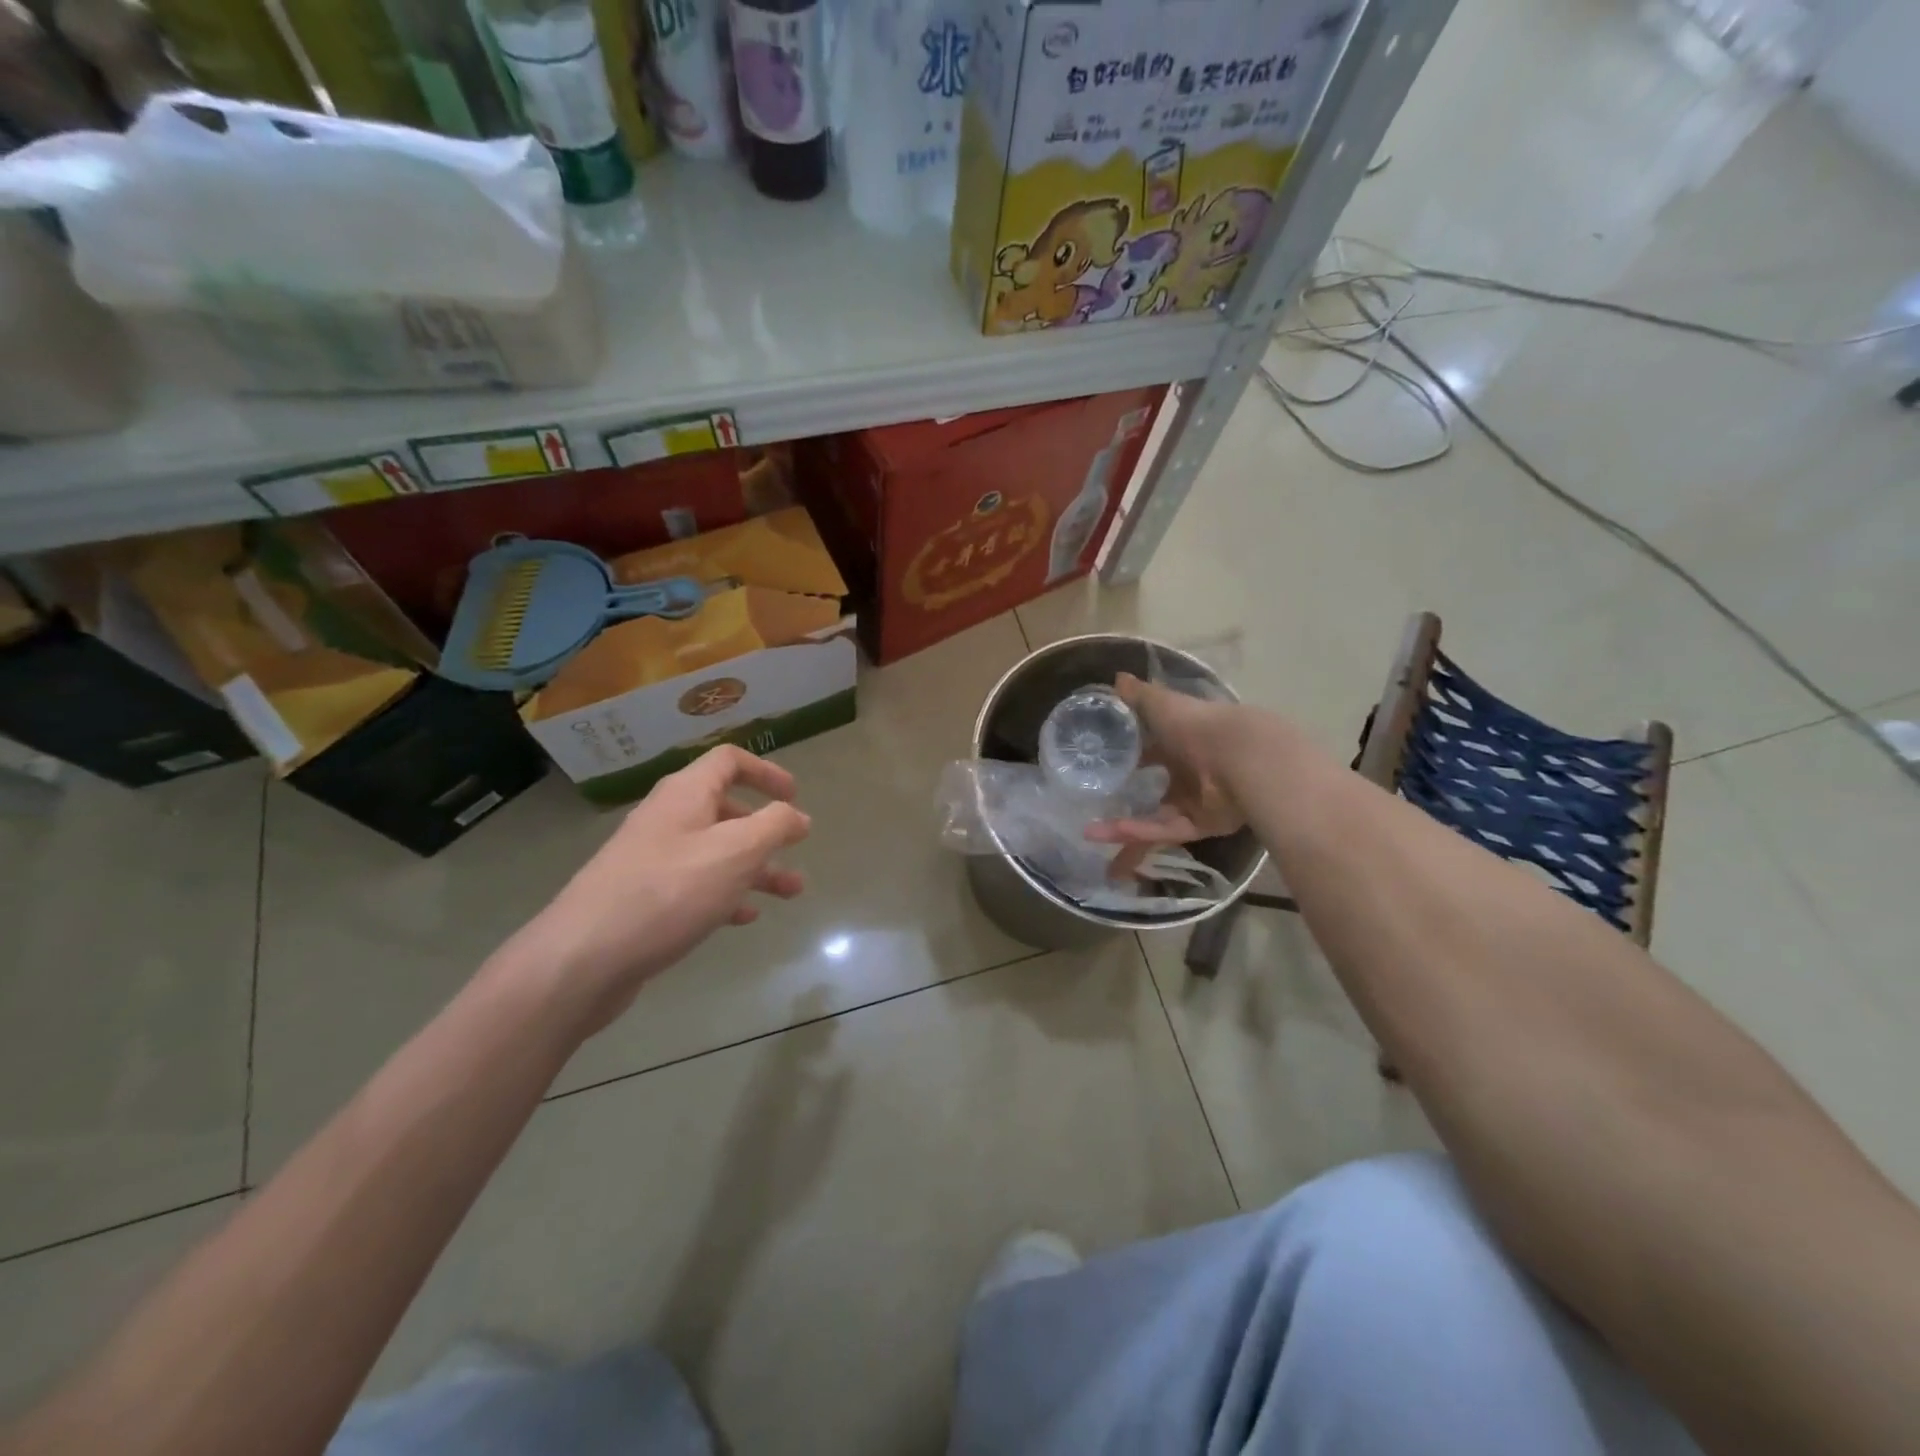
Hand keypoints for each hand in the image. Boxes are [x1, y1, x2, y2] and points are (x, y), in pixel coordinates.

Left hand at [518, 746, 810, 1033]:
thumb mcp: (737, 852)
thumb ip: (775, 826)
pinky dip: (725, 894)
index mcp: (685, 795)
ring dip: (754, 867)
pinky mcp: (644, 898)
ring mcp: (651, 860)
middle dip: (766, 830)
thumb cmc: (670, 892)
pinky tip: (743, 917)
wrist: (583, 958)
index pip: (728, 761)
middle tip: (796, 849)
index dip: (765, 772)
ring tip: (789, 893)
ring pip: (714, 852)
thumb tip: (797, 815)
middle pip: (724, 810)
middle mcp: (666, 819)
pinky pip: (694, 885)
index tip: (795, 795)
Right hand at [1086, 672, 1245, 874]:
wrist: (1238, 755)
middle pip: (1155, 790)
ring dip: (1123, 826)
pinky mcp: (1201, 825)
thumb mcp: (1161, 704)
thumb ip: (1138, 696)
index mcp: (1183, 743)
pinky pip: (1165, 831)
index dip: (1132, 757)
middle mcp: (1190, 773)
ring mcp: (1196, 802)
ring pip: (1155, 818)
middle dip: (1128, 800)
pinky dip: (1138, 832)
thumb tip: (1117, 678)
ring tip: (1090, 833)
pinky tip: (1108, 832)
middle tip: (1094, 808)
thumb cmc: (1197, 725)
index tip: (1105, 764)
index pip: (1153, 752)